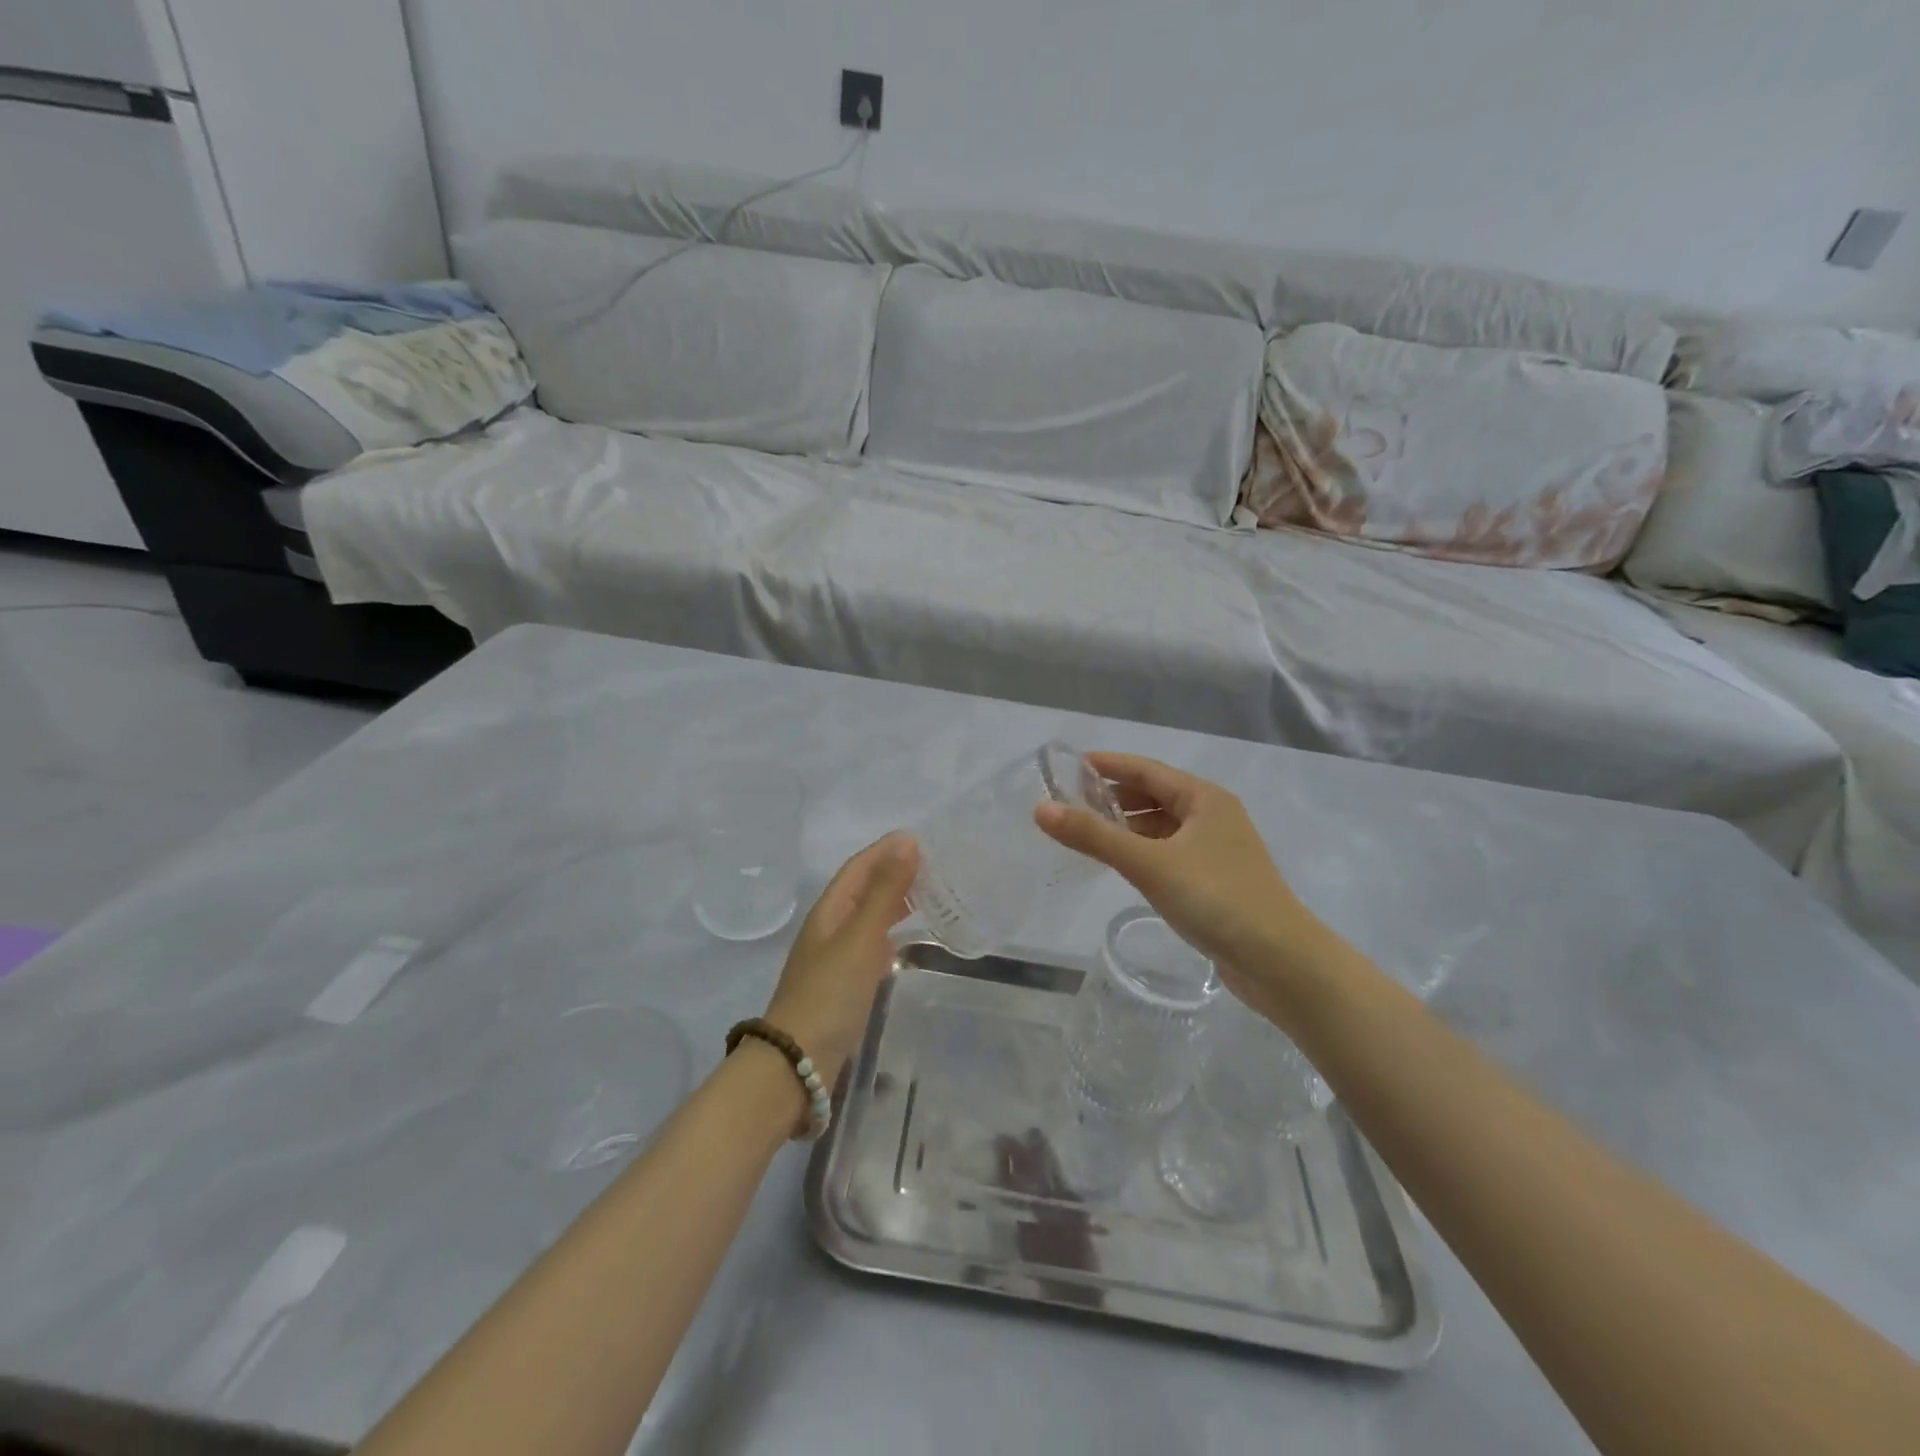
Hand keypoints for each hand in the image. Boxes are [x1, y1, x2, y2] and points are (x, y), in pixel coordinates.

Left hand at [763, 832, 919, 1085]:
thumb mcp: (862, 935)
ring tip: (928, 895)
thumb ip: (886, 890)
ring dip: (895, 901)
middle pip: (863, 888)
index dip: (886, 850)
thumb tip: (907, 841)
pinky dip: (892, 932)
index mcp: (830, 910)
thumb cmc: (830, 991)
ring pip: (869, 916)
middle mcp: (831, 927)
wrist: (798, 1060)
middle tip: (934, 866)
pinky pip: (872, 943)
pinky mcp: (845, 982)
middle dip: (893, 872)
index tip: (919, 838)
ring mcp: (836, 956)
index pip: (859, 867)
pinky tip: (907, 940)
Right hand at [1035, 754, 1327, 1022]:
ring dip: (1128, 825)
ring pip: (1163, 826)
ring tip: (1088, 831)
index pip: (1147, 770)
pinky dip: (1143, 850)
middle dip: (1114, 795)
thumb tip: (1041, 809)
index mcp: (1204, 799)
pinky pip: (1169, 852)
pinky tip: (1122, 863)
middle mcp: (1213, 816)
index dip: (1109, 765)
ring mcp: (1217, 850)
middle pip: (1155, 795)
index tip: (1070, 765)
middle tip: (1070, 801)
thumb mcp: (1149, 863)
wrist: (1281, 962)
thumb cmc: (1216, 899)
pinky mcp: (1216, 881)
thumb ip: (1094, 836)